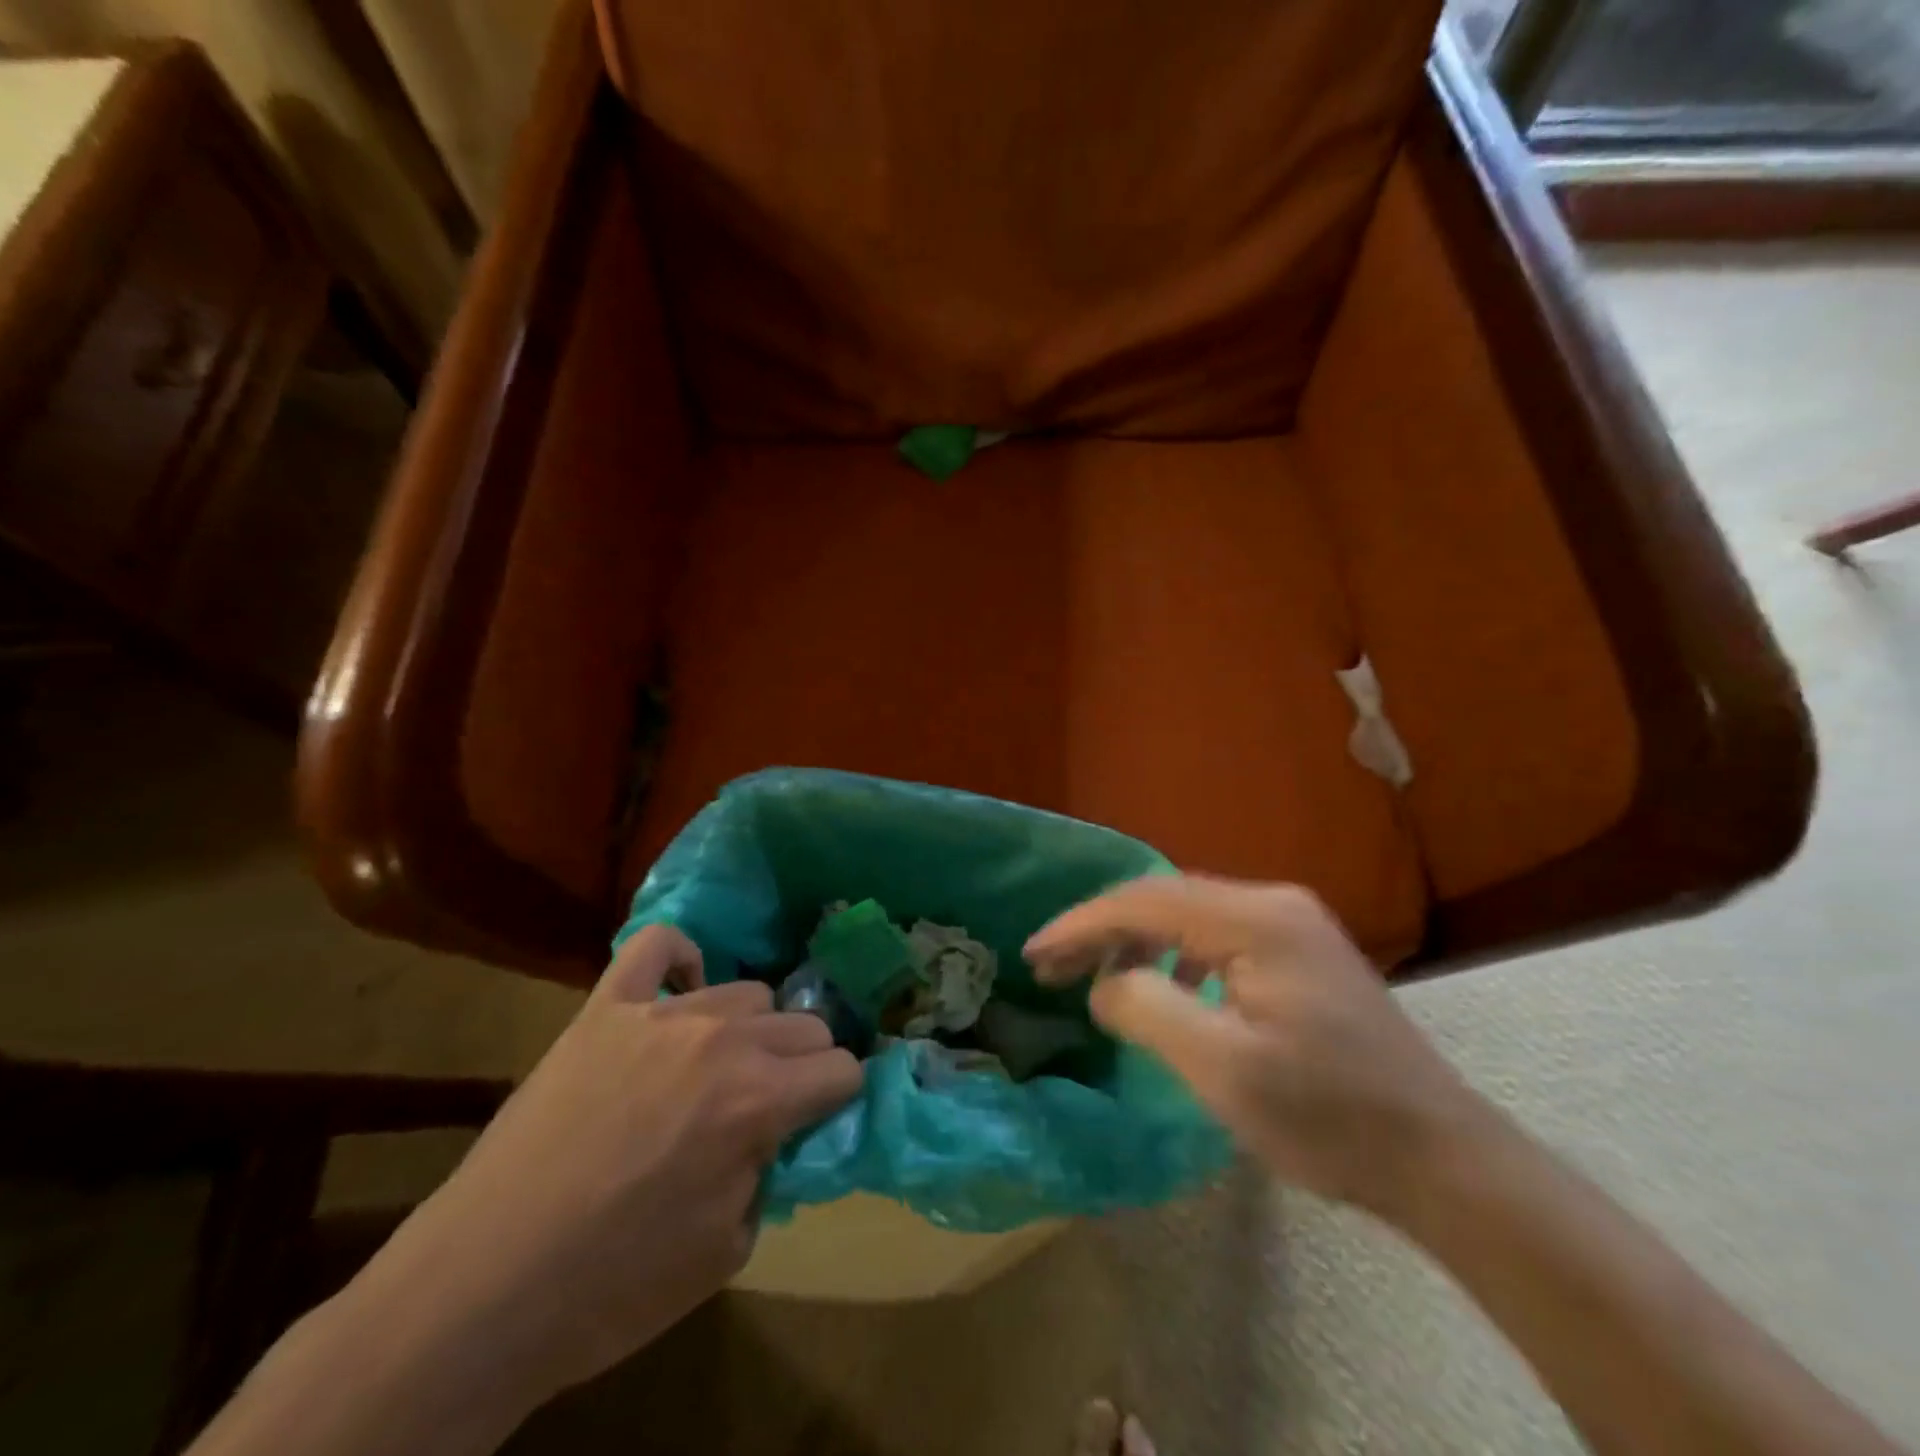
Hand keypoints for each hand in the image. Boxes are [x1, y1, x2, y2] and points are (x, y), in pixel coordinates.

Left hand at [357, 926, 862, 1408]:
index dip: (839, 1097)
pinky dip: (679, 960)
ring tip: (718, 1068)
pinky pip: (657, 945)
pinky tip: (680, 992)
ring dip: (750, 1031)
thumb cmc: (613, 1286)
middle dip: (805, 1063)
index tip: (821, 1117)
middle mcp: (722, 1042)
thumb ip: (772, 1171)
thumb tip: (781, 1133)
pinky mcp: (604, 1008)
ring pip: (747, 991)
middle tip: (773, 1100)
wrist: (483, 1287)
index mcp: (759, 1101)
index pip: (842, 1069)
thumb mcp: (728, 1249)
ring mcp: (659, 1015)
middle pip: (805, 1024)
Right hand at [1026, 876, 1487, 1218]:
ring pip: (1188, 916)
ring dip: (1134, 940)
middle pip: (1165, 900)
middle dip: (1101, 929)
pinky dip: (1171, 956)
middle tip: (1051, 966)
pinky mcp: (1300, 954)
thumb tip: (1104, 984)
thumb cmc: (1328, 1117)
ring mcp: (1292, 926)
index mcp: (1257, 918)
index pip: (1145, 900)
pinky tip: (1160, 986)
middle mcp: (1274, 903)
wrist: (1442, 1159)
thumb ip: (1147, 1008)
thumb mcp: (1223, 1068)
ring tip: (1093, 976)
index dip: (1081, 924)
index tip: (1035, 953)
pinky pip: (1215, 937)